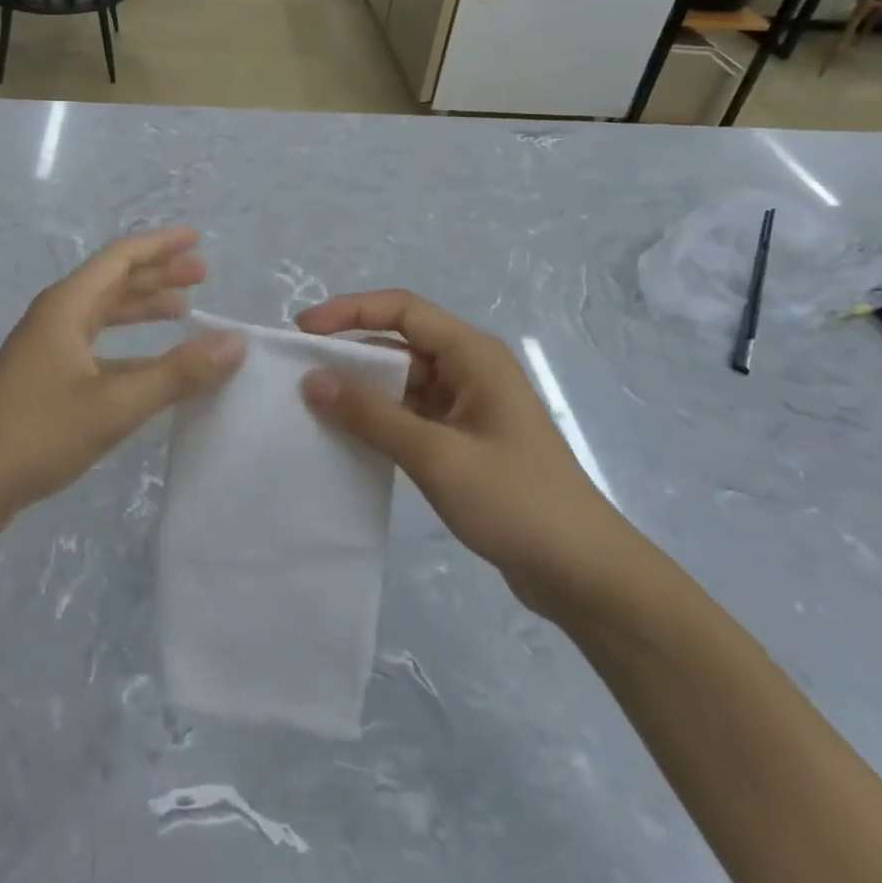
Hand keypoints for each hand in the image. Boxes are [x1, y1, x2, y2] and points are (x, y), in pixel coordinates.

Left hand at [0, 228, 243, 542]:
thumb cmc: (35, 435)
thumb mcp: (114, 404)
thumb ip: (177, 374)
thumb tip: (235, 342)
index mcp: (67, 307)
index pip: (120, 258)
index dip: (160, 245)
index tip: (197, 239)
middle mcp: (57, 319)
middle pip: (114, 282)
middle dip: (158, 275)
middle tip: (202, 275)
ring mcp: (49, 351)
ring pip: (105, 316)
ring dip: (144, 309)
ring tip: (185, 310)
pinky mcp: (47, 382)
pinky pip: (99, 349)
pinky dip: (131, 349)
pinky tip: (153, 367)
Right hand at [297, 291, 630, 619]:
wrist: (583, 572)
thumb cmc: (515, 502)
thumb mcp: (436, 455)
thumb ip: (372, 415)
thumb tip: (312, 380)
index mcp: (473, 355)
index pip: (403, 309)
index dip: (349, 310)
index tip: (302, 330)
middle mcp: (470, 369)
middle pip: (400, 343)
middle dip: (349, 353)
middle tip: (298, 374)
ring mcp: (468, 405)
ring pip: (404, 381)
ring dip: (363, 390)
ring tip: (313, 407)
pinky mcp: (464, 438)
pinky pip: (412, 413)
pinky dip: (380, 419)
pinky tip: (349, 438)